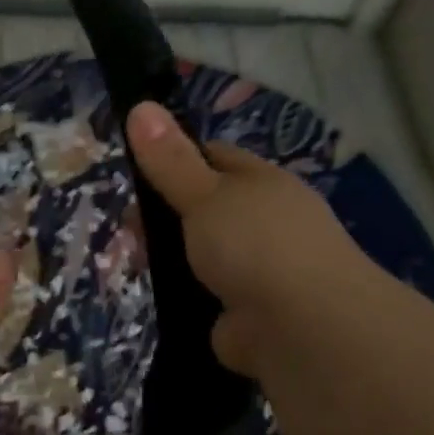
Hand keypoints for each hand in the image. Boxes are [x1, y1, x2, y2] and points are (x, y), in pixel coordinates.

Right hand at [126, 101, 377, 383]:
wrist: (304, 329)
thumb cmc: (255, 244)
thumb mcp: (204, 194)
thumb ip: (170, 159)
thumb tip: (140, 106)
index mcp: (263, 183)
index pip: (215, 158)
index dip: (175, 158)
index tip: (137, 172)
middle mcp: (267, 222)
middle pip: (206, 208)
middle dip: (166, 217)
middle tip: (129, 229)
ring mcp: (261, 270)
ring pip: (203, 254)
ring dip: (173, 259)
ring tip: (135, 262)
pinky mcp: (249, 314)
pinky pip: (208, 297)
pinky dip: (187, 298)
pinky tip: (161, 298)